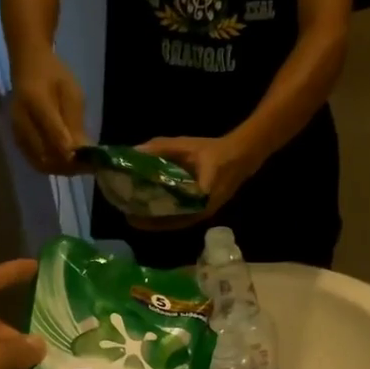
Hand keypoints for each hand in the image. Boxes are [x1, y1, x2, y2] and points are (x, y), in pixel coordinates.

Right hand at [10, 50, 87, 175]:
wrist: (28, 66)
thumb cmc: (55, 76)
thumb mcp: (72, 92)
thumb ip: (75, 121)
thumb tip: (82, 150)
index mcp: (35, 100)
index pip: (53, 133)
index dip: (71, 151)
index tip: (89, 160)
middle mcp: (21, 119)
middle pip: (45, 154)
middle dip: (68, 165)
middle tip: (87, 167)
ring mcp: (16, 131)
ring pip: (40, 162)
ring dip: (61, 169)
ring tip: (79, 167)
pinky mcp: (17, 139)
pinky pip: (34, 161)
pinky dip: (52, 167)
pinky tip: (67, 164)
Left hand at [130, 136, 257, 229]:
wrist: (241, 155)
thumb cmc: (214, 151)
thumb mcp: (186, 146)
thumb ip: (161, 148)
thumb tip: (135, 151)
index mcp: (198, 199)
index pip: (171, 217)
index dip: (151, 220)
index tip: (132, 218)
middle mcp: (200, 212)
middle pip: (170, 222)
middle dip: (149, 221)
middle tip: (128, 215)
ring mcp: (202, 213)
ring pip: (175, 221)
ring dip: (157, 220)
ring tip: (135, 214)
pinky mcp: (201, 209)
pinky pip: (181, 217)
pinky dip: (166, 215)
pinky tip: (152, 209)